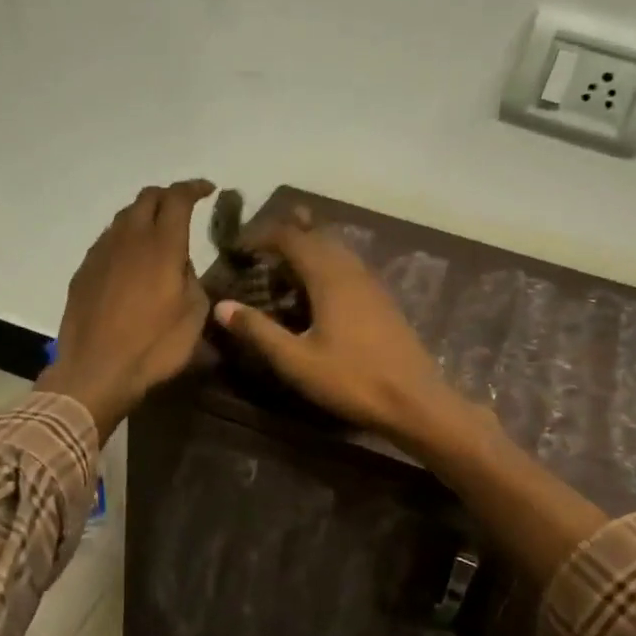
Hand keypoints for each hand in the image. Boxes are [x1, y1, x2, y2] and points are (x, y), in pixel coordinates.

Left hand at [36, 179, 214, 443]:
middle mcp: (129, 239)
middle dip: (167, 195)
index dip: (194, 188)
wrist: (96, 371)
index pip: (177, 198)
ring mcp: (101, 253)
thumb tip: (180, 265)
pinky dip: (124, 239)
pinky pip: (107, 241)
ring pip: (123, 217)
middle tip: (183, 206)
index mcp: (162, 245)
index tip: (208, 190)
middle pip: (147, 198)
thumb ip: (191, 279)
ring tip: (157, 232)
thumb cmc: (154, 347)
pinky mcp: (83, 271)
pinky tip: (130, 260)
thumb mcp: (194, 315)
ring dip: (143, 216)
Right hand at [213, 216, 465, 445]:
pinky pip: (349, 266)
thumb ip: (258, 331)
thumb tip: (221, 306)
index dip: (262, 236)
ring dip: (308, 248)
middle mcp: (352, 270)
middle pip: (317, 235)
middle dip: (286, 235)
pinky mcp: (383, 300)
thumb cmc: (352, 380)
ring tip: (283, 269)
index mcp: (329, 276)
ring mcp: (372, 283)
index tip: (238, 249)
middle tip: (258, 252)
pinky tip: (318, 292)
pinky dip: (326, 265)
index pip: (291, 237)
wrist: (415, 400)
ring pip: (336, 249)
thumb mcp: (296, 361)